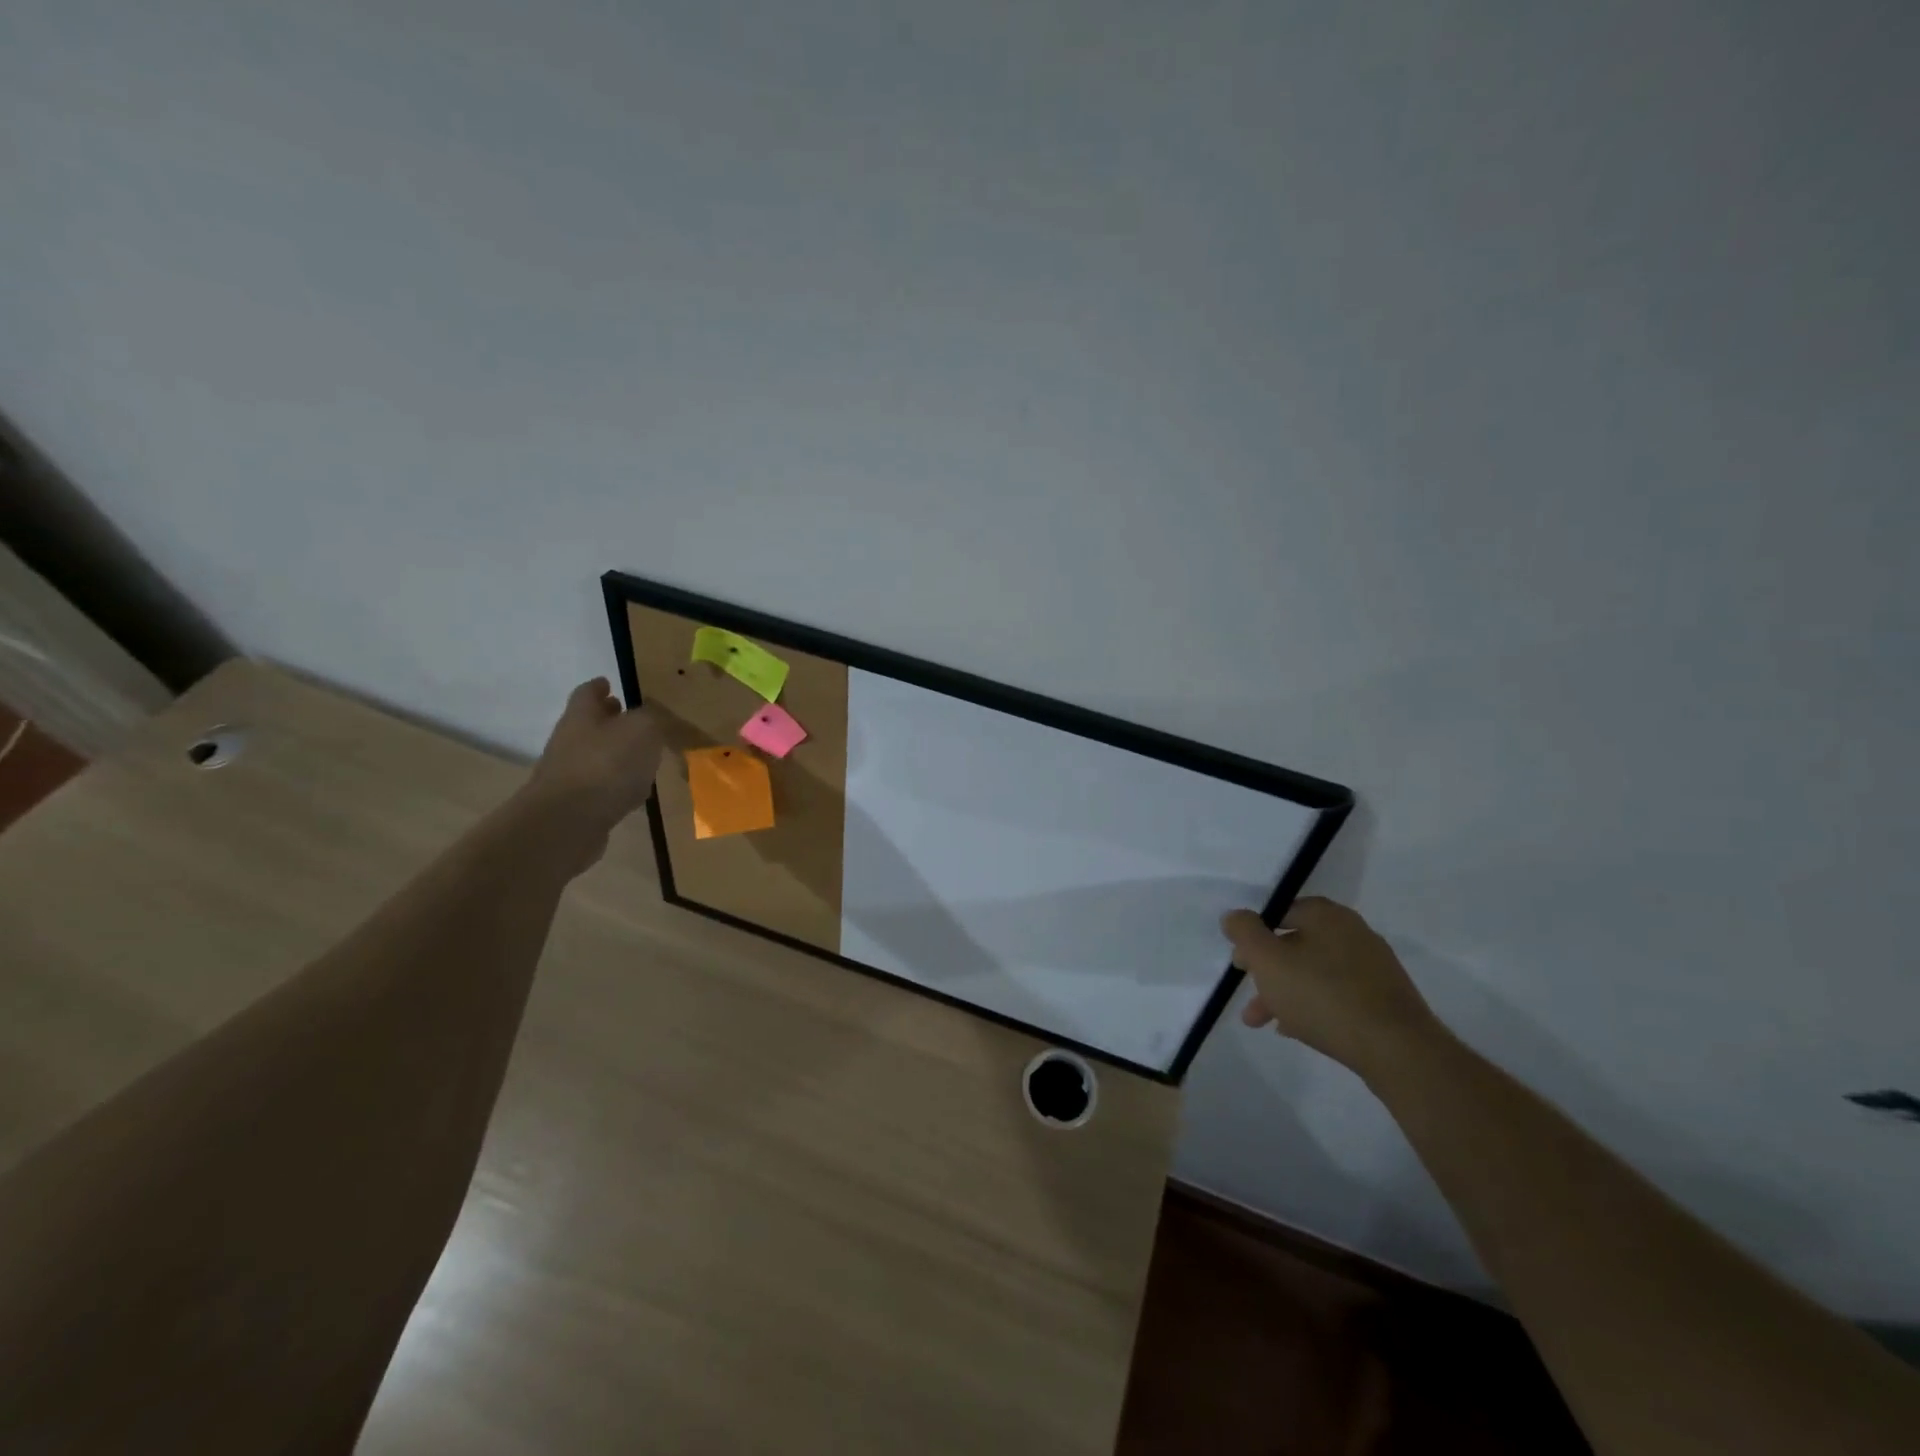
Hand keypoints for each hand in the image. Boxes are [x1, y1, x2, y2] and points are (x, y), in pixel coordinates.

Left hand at [519, 679, 664, 866]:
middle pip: (589, 724)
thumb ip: (651, 718)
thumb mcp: (642, 730)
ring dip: (616, 753)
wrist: (568, 822)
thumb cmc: (606, 765)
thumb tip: (653, 715)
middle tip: (630, 717)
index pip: (588, 693)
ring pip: (596, 756)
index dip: (599, 686)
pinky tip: (635, 790)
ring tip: (642, 755)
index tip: (609, 682)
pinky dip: (617, 783)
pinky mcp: (576, 804)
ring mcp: (570, 775)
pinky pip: (601, 786)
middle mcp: (570, 742)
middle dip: (609, 719)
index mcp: (582, 717)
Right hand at [1222, 897, 1444, 1079]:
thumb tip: (1234, 916)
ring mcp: (1373, 967)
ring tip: (1263, 1022)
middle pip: (1296, 945)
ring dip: (1285, 993)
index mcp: (1327, 915)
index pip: (1280, 912)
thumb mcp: (1268, 960)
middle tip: (1249, 994)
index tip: (1241, 963)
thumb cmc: (1322, 996)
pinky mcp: (1385, 999)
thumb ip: (1245, 932)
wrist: (1397, 1050)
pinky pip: (1337, 994)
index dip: (1254, 935)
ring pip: (1314, 973)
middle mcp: (1353, 932)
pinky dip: (1313, 1006)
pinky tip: (1297, 1029)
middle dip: (1267, 971)